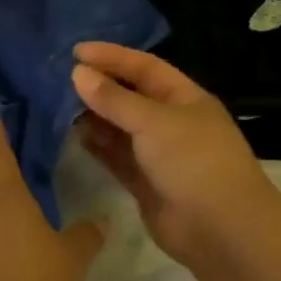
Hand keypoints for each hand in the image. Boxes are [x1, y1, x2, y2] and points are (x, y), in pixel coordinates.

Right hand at [72, 41, 280, 272]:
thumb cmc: (194, 161)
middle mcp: (171, 122)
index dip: (112, 56)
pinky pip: (116, 157)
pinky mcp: (145, 183)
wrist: (221, 230)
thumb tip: (78, 74)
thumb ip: (114, 99)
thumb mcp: (153, 122)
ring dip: (94, 116)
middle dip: (99, 86)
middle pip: (130, 96)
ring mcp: (158, 154)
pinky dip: (97, 146)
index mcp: (184, 98)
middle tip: (60, 78)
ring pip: (120, 128)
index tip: (76, 51)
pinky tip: (73, 135)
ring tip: (59, 105)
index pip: (144, 67)